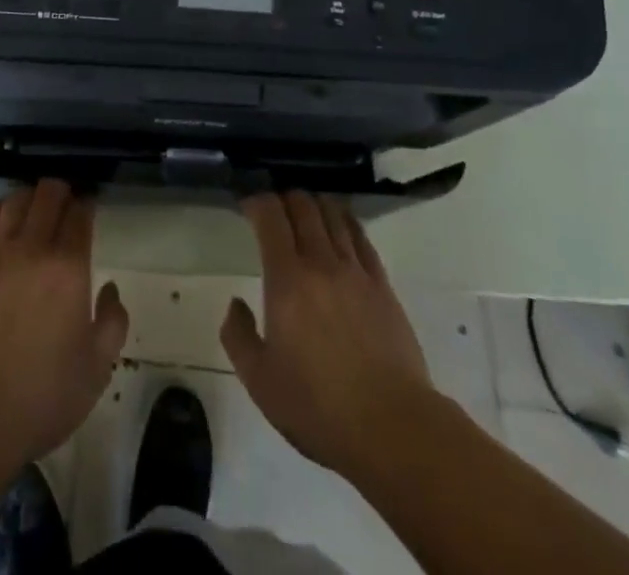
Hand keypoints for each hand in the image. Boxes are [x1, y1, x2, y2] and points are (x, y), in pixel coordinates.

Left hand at [0, 180, 129, 463]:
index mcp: (69, 268)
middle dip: (60, 191)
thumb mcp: (96, 369)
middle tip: (65, 202)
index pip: (80, 215)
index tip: (89, 207)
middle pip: (47, 196)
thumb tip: (109, 289)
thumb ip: (112, 322)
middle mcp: (33, 248)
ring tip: (35, 206)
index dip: (86, 205)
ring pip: (15, 201)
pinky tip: (4, 216)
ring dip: (30, 197)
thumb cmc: (41, 396)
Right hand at [221, 192, 437, 482]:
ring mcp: (356, 271)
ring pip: (333, 215)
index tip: (247, 207)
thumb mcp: (260, 381)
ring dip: (315, 205)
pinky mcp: (383, 286)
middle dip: (284, 199)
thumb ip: (238, 336)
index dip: (256, 202)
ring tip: (305, 213)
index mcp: (287, 279)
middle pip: (303, 206)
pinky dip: (346, 222)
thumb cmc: (318, 407)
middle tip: (274, 211)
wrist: (393, 428)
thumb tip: (236, 303)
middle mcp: (321, 263)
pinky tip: (340, 226)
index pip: (270, 216)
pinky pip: (361, 238)